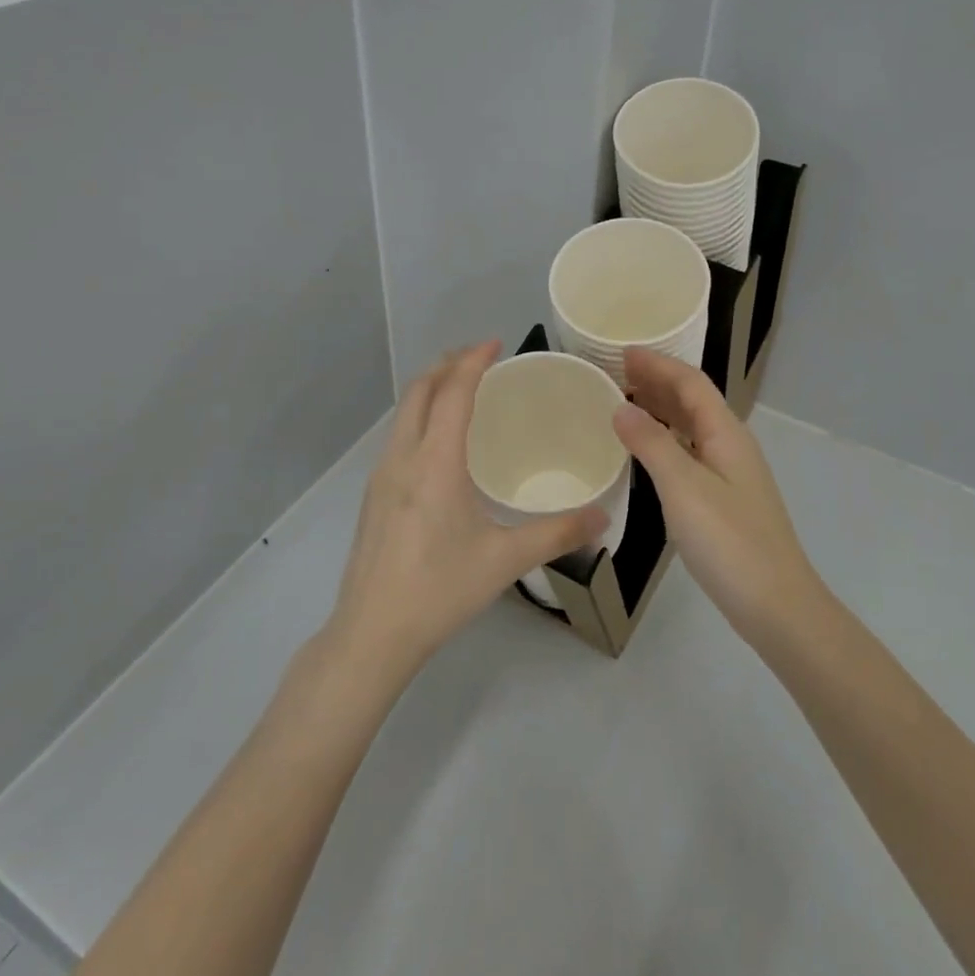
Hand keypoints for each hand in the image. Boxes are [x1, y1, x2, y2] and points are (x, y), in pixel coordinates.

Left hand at [327, 342, 605, 676]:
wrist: (371, 633)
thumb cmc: (440, 590)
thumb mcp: (504, 560)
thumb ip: (557, 534)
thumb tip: (603, 518)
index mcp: (435, 462)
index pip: (453, 393)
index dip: (473, 361)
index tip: (495, 342)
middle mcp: (402, 458)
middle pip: (419, 391)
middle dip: (447, 365)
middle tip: (480, 358)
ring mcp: (381, 476)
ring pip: (403, 412)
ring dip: (430, 389)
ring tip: (460, 389)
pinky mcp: (373, 495)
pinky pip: (398, 436)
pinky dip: (420, 416)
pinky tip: (439, 442)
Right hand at [612, 346, 822, 644]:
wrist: (777, 605)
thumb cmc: (729, 542)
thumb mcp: (683, 488)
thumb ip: (651, 444)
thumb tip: (621, 407)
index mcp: (727, 433)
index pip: (691, 382)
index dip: (658, 364)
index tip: (622, 353)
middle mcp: (732, 445)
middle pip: (694, 400)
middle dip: (658, 381)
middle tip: (616, 373)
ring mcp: (731, 473)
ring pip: (692, 427)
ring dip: (661, 409)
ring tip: (625, 403)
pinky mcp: (726, 499)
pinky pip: (691, 452)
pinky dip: (666, 440)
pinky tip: (648, 452)